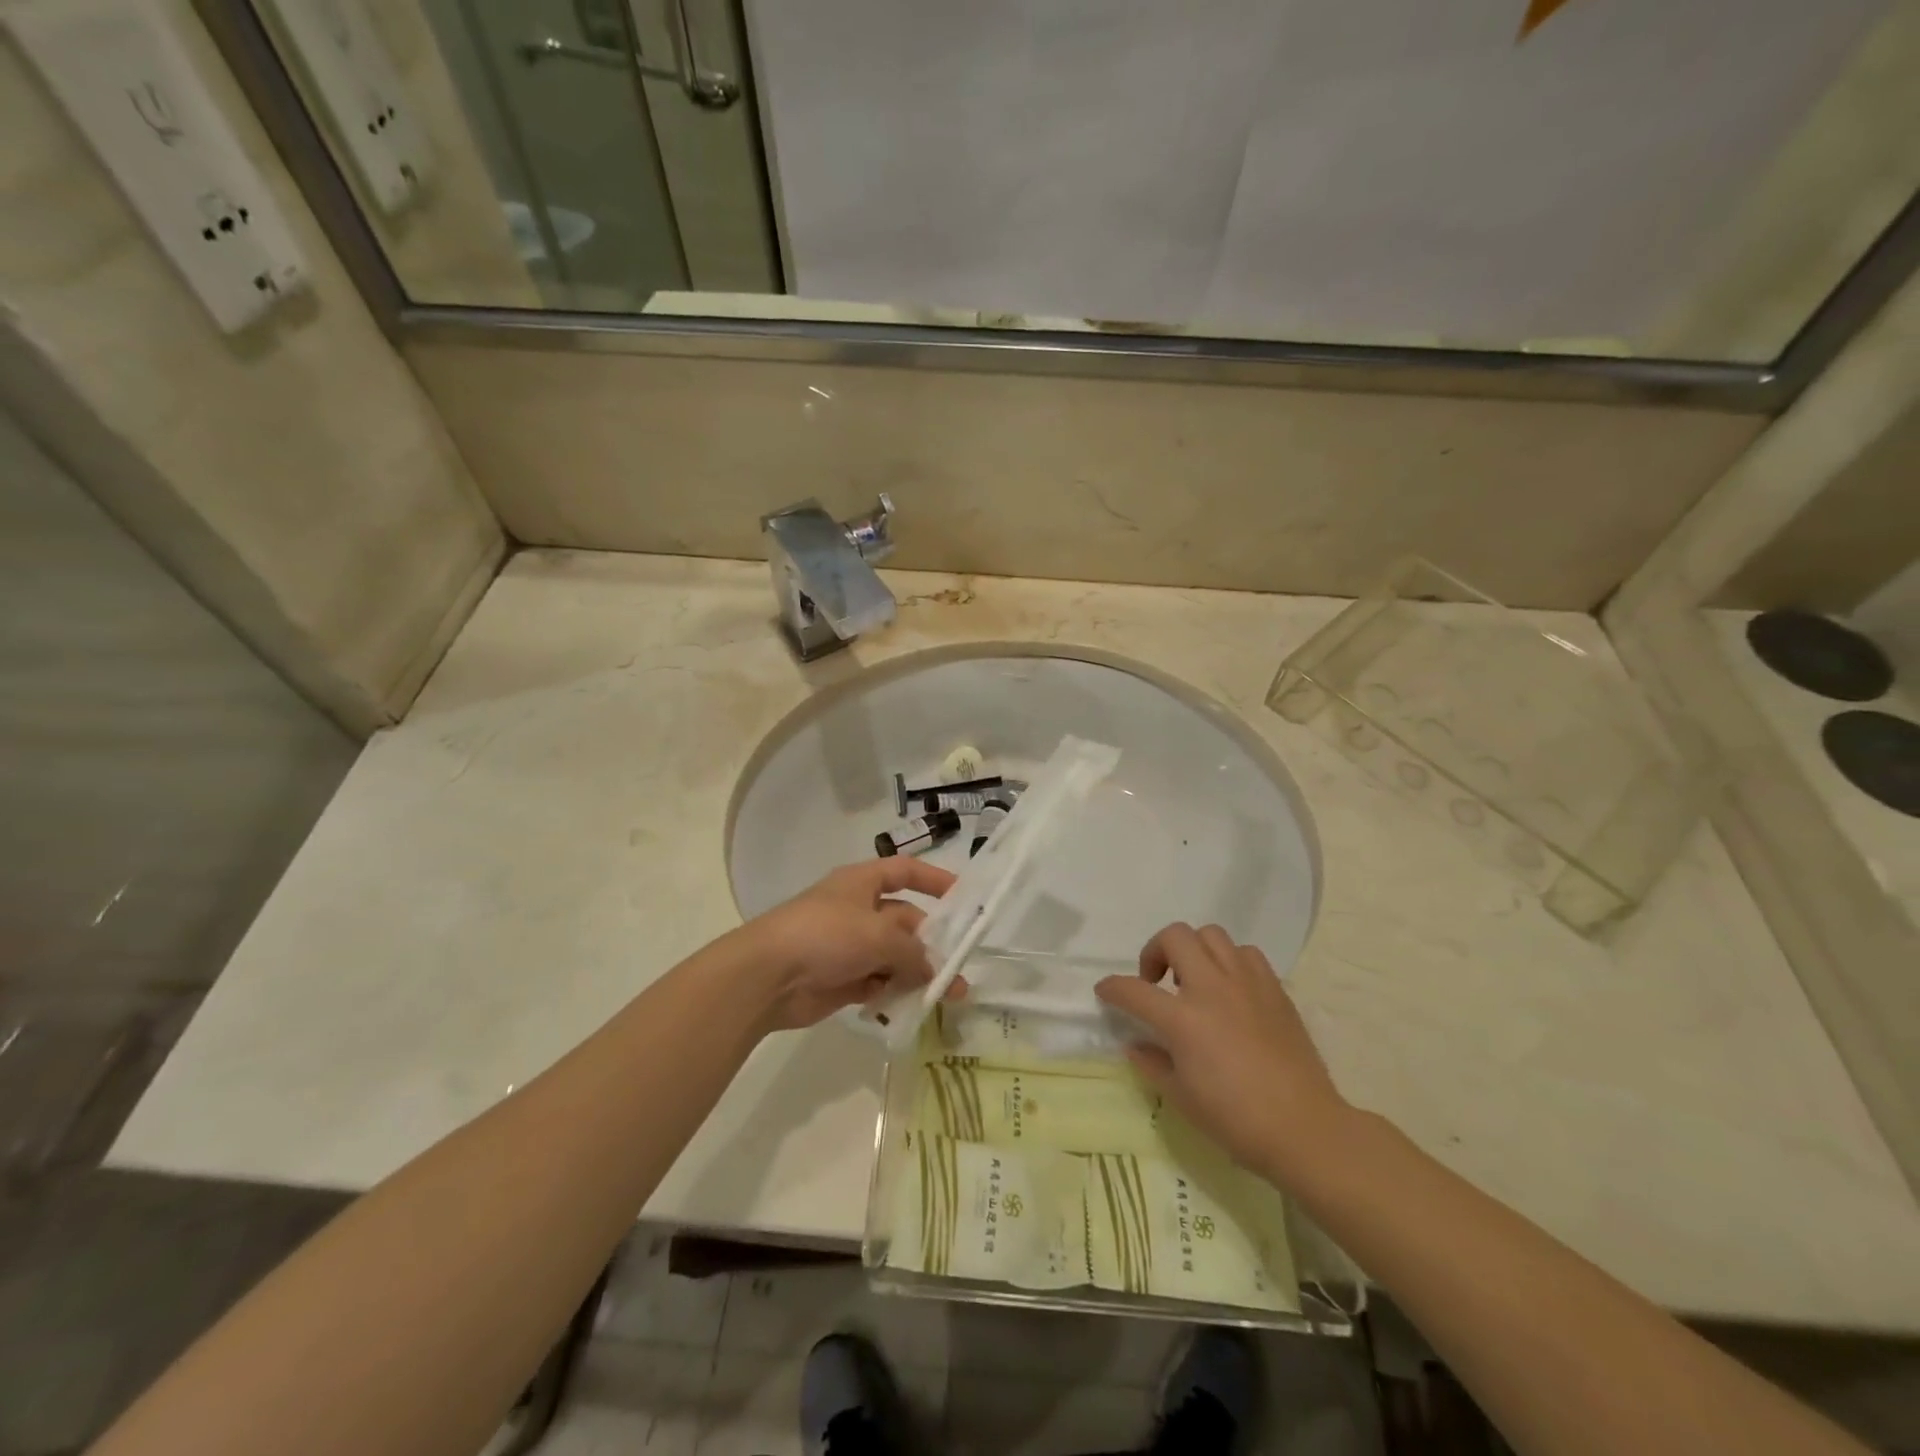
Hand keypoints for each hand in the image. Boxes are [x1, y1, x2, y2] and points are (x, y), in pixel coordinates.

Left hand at [733, 859, 957, 1030]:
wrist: (767, 977)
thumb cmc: (825, 935)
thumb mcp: (878, 935)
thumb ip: (913, 952)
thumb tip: (934, 971)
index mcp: (862, 883)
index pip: (904, 871)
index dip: (934, 879)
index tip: (963, 898)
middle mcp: (858, 910)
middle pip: (905, 921)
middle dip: (932, 943)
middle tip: (961, 968)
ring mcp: (848, 946)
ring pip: (894, 956)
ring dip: (918, 974)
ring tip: (948, 996)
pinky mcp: (842, 979)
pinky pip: (878, 983)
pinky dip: (894, 993)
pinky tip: (914, 1007)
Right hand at [1095, 923, 1351, 1178]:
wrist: (1304, 1128)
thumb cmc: (1236, 1119)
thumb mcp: (1181, 1097)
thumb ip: (1152, 1063)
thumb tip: (1136, 1045)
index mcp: (1183, 1019)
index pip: (1133, 990)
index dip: (1112, 988)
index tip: (1105, 991)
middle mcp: (1212, 988)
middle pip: (1174, 937)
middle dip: (1155, 951)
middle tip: (1156, 981)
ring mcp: (1246, 983)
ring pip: (1211, 935)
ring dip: (1194, 950)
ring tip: (1194, 979)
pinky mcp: (1274, 989)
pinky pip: (1246, 954)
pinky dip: (1230, 961)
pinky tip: (1230, 989)